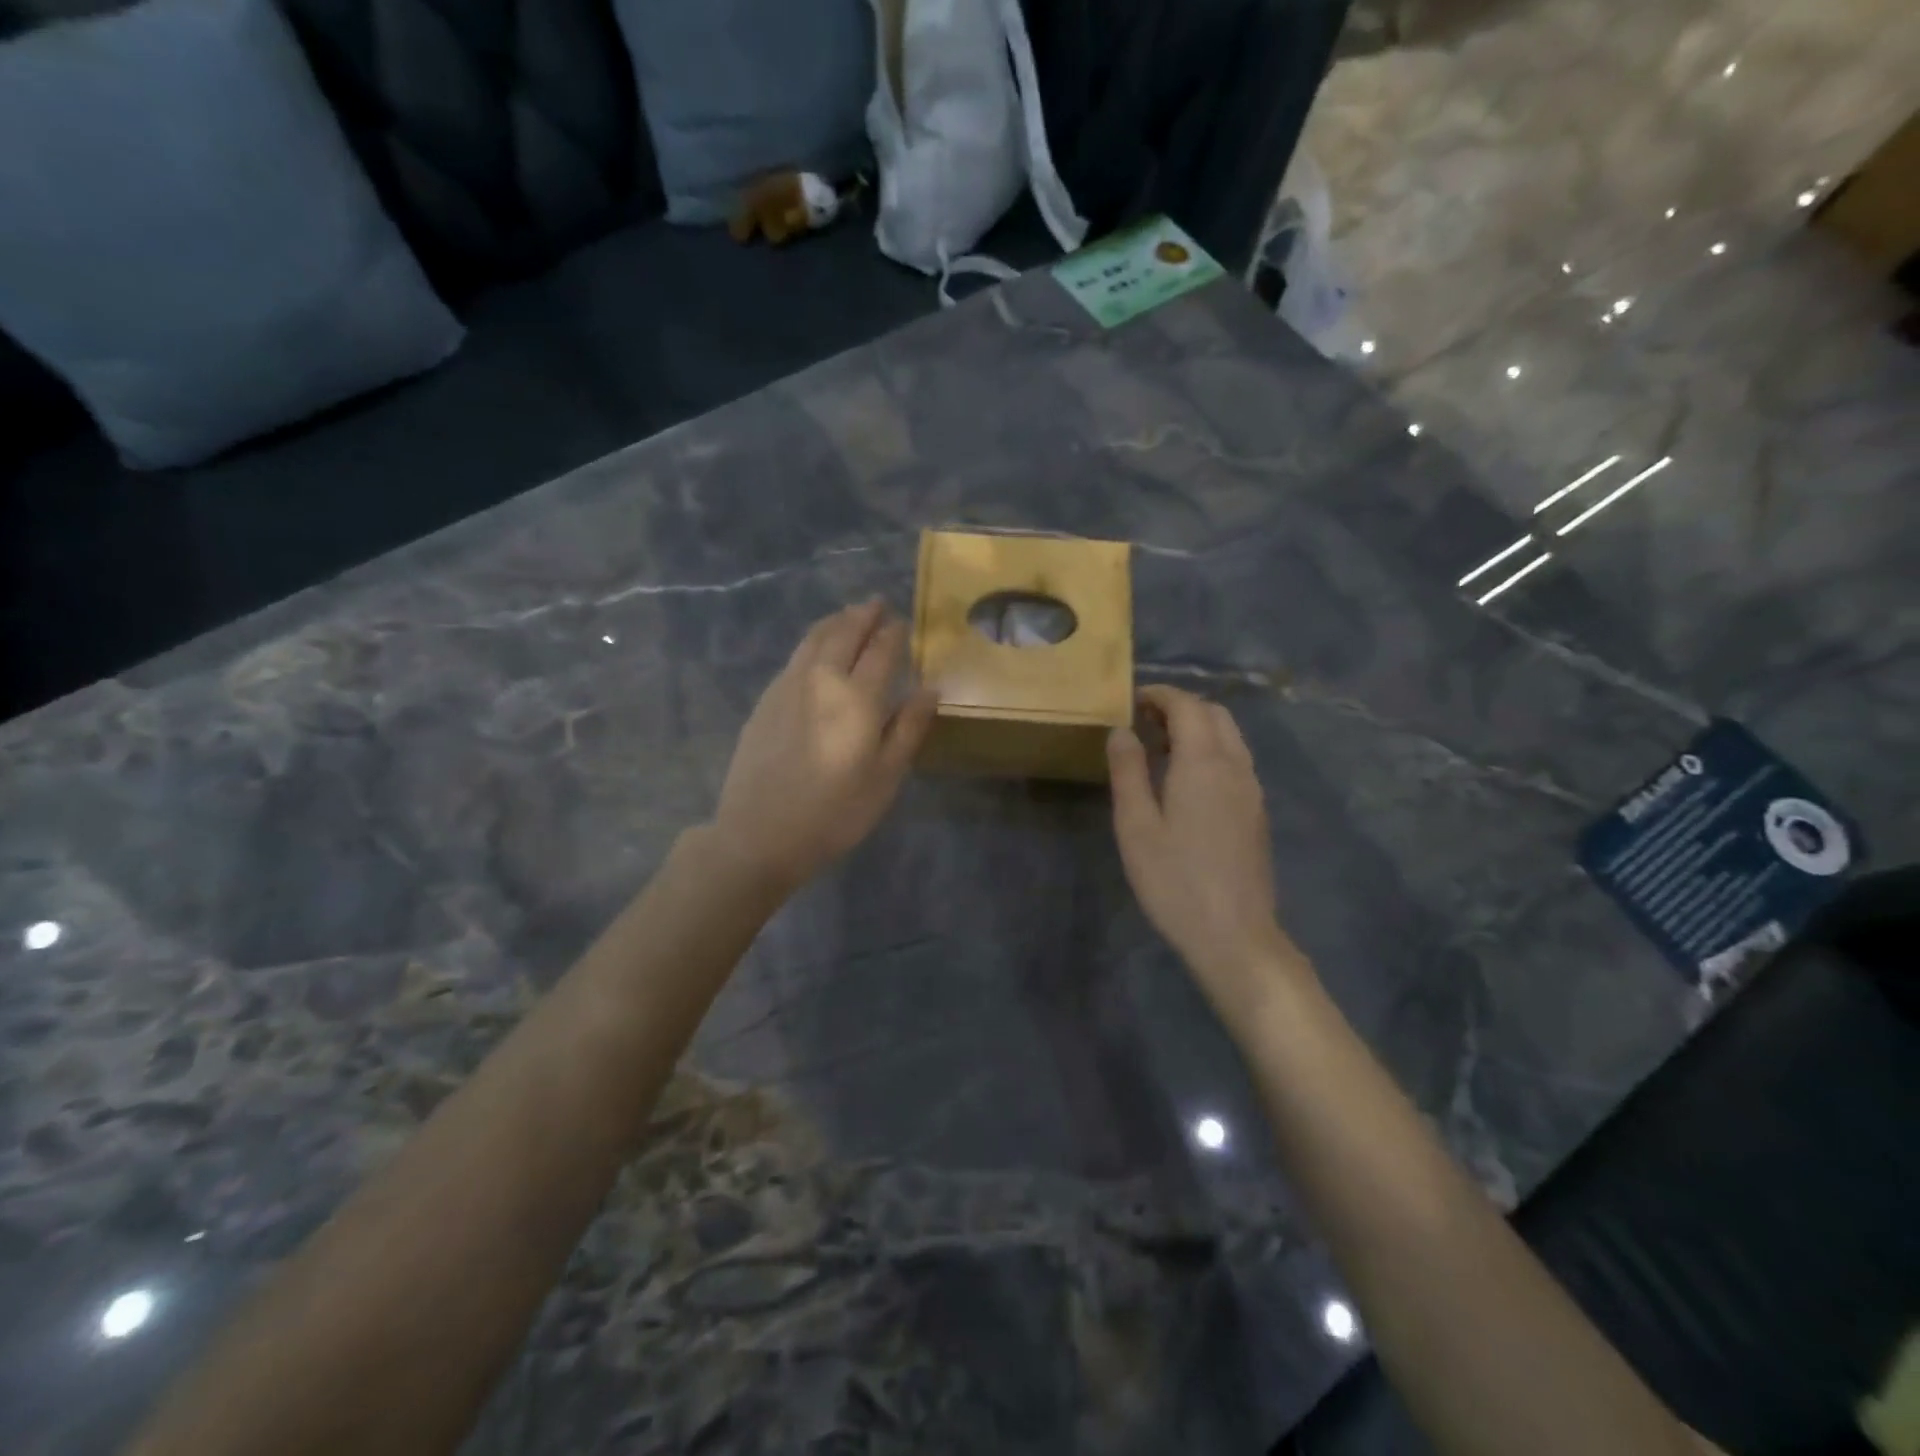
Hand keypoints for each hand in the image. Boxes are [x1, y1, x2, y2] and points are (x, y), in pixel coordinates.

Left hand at [711, 601, 936, 891]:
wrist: (759, 834)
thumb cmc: (835, 813)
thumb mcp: (886, 778)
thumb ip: (909, 728)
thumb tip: (930, 688)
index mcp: (858, 697)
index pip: (881, 650)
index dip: (894, 633)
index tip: (902, 621)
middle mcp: (821, 679)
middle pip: (844, 633)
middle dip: (863, 615)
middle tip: (877, 603)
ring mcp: (787, 686)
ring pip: (814, 639)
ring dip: (835, 622)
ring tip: (848, 614)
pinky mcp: (765, 700)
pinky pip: (795, 656)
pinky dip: (813, 641)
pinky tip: (817, 649)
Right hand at [1108, 685, 1305, 1022]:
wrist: (1235, 935)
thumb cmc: (1175, 880)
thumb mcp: (1136, 826)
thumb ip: (1128, 771)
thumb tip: (1121, 730)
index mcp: (1204, 763)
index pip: (1187, 706)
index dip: (1160, 695)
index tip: (1131, 700)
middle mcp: (1235, 766)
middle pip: (1215, 714)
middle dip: (1180, 706)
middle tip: (1143, 722)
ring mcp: (1252, 789)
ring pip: (1230, 736)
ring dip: (1198, 727)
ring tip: (1161, 747)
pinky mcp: (1257, 811)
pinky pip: (1236, 760)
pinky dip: (1211, 749)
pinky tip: (1186, 779)